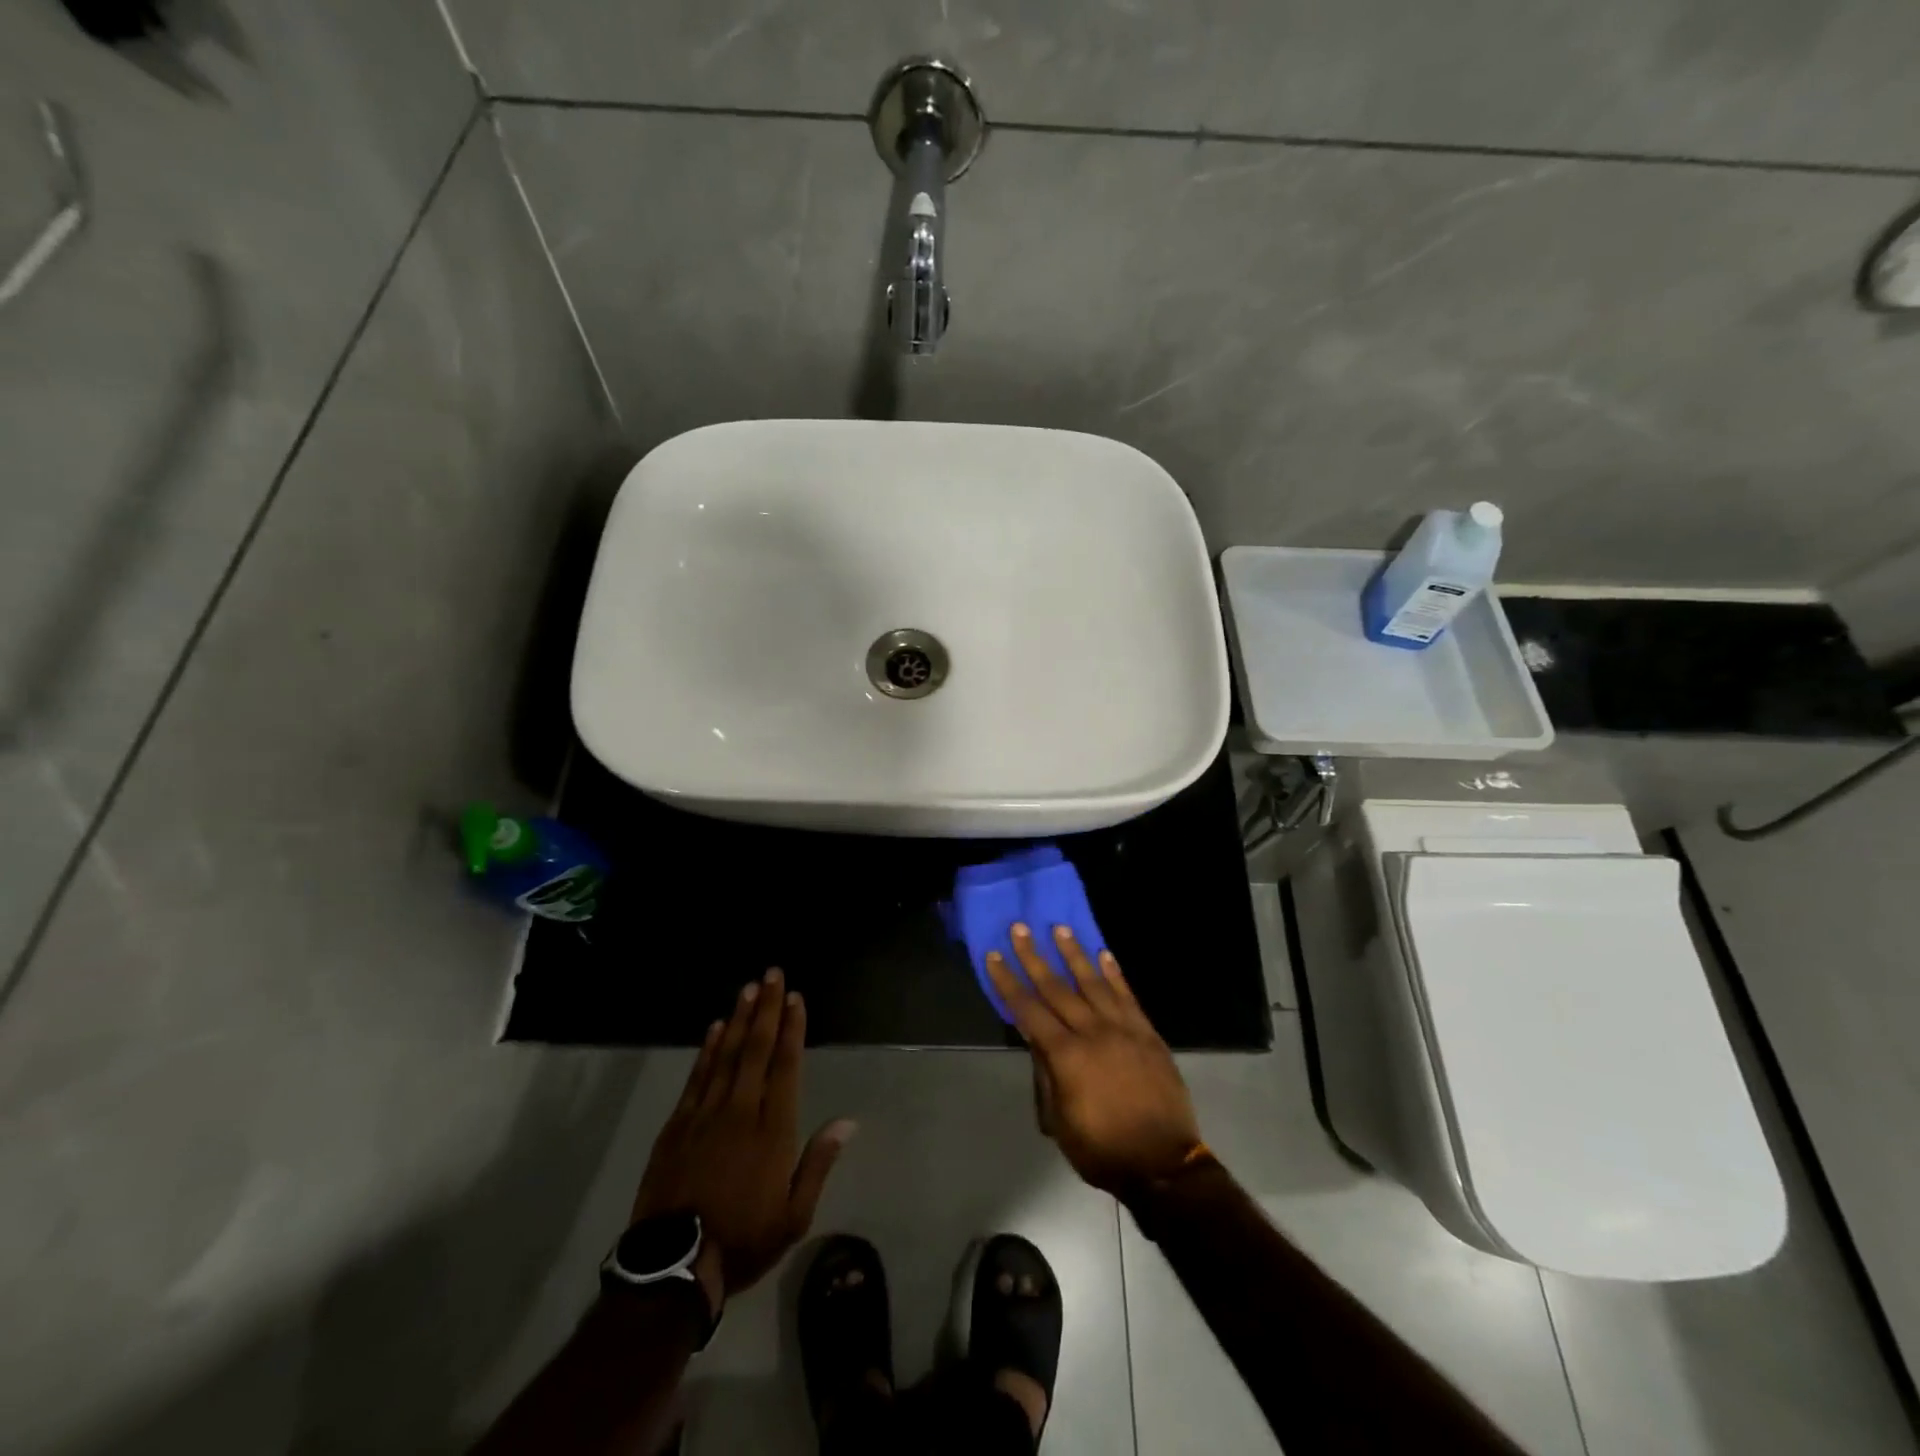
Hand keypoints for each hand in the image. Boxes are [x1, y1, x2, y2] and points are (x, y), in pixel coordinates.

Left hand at [631, 969, 854, 1309]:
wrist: (672, 1267)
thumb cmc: (743, 1241)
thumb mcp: (794, 1216)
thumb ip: (818, 1163)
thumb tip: (847, 1122)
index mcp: (773, 1130)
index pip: (785, 1066)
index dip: (792, 1029)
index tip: (795, 998)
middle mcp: (741, 1111)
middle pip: (756, 1049)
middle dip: (767, 1009)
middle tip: (772, 973)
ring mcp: (705, 1115)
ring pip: (725, 1055)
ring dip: (739, 1018)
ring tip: (749, 988)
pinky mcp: (677, 1125)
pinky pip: (697, 1076)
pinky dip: (707, 1048)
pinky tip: (715, 1027)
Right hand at [986, 925, 1203, 1192]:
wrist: (1164, 1164)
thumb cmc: (1102, 1150)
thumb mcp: (1060, 1122)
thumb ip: (1047, 1076)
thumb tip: (1036, 1040)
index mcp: (1066, 1056)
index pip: (1028, 1010)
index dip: (1008, 982)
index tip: (994, 955)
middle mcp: (1092, 1032)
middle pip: (1056, 987)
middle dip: (1034, 956)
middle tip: (1020, 927)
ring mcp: (1123, 1029)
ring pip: (1093, 982)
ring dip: (1074, 953)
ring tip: (1059, 928)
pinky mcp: (1147, 1033)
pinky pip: (1127, 995)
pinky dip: (1115, 973)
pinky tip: (1104, 954)